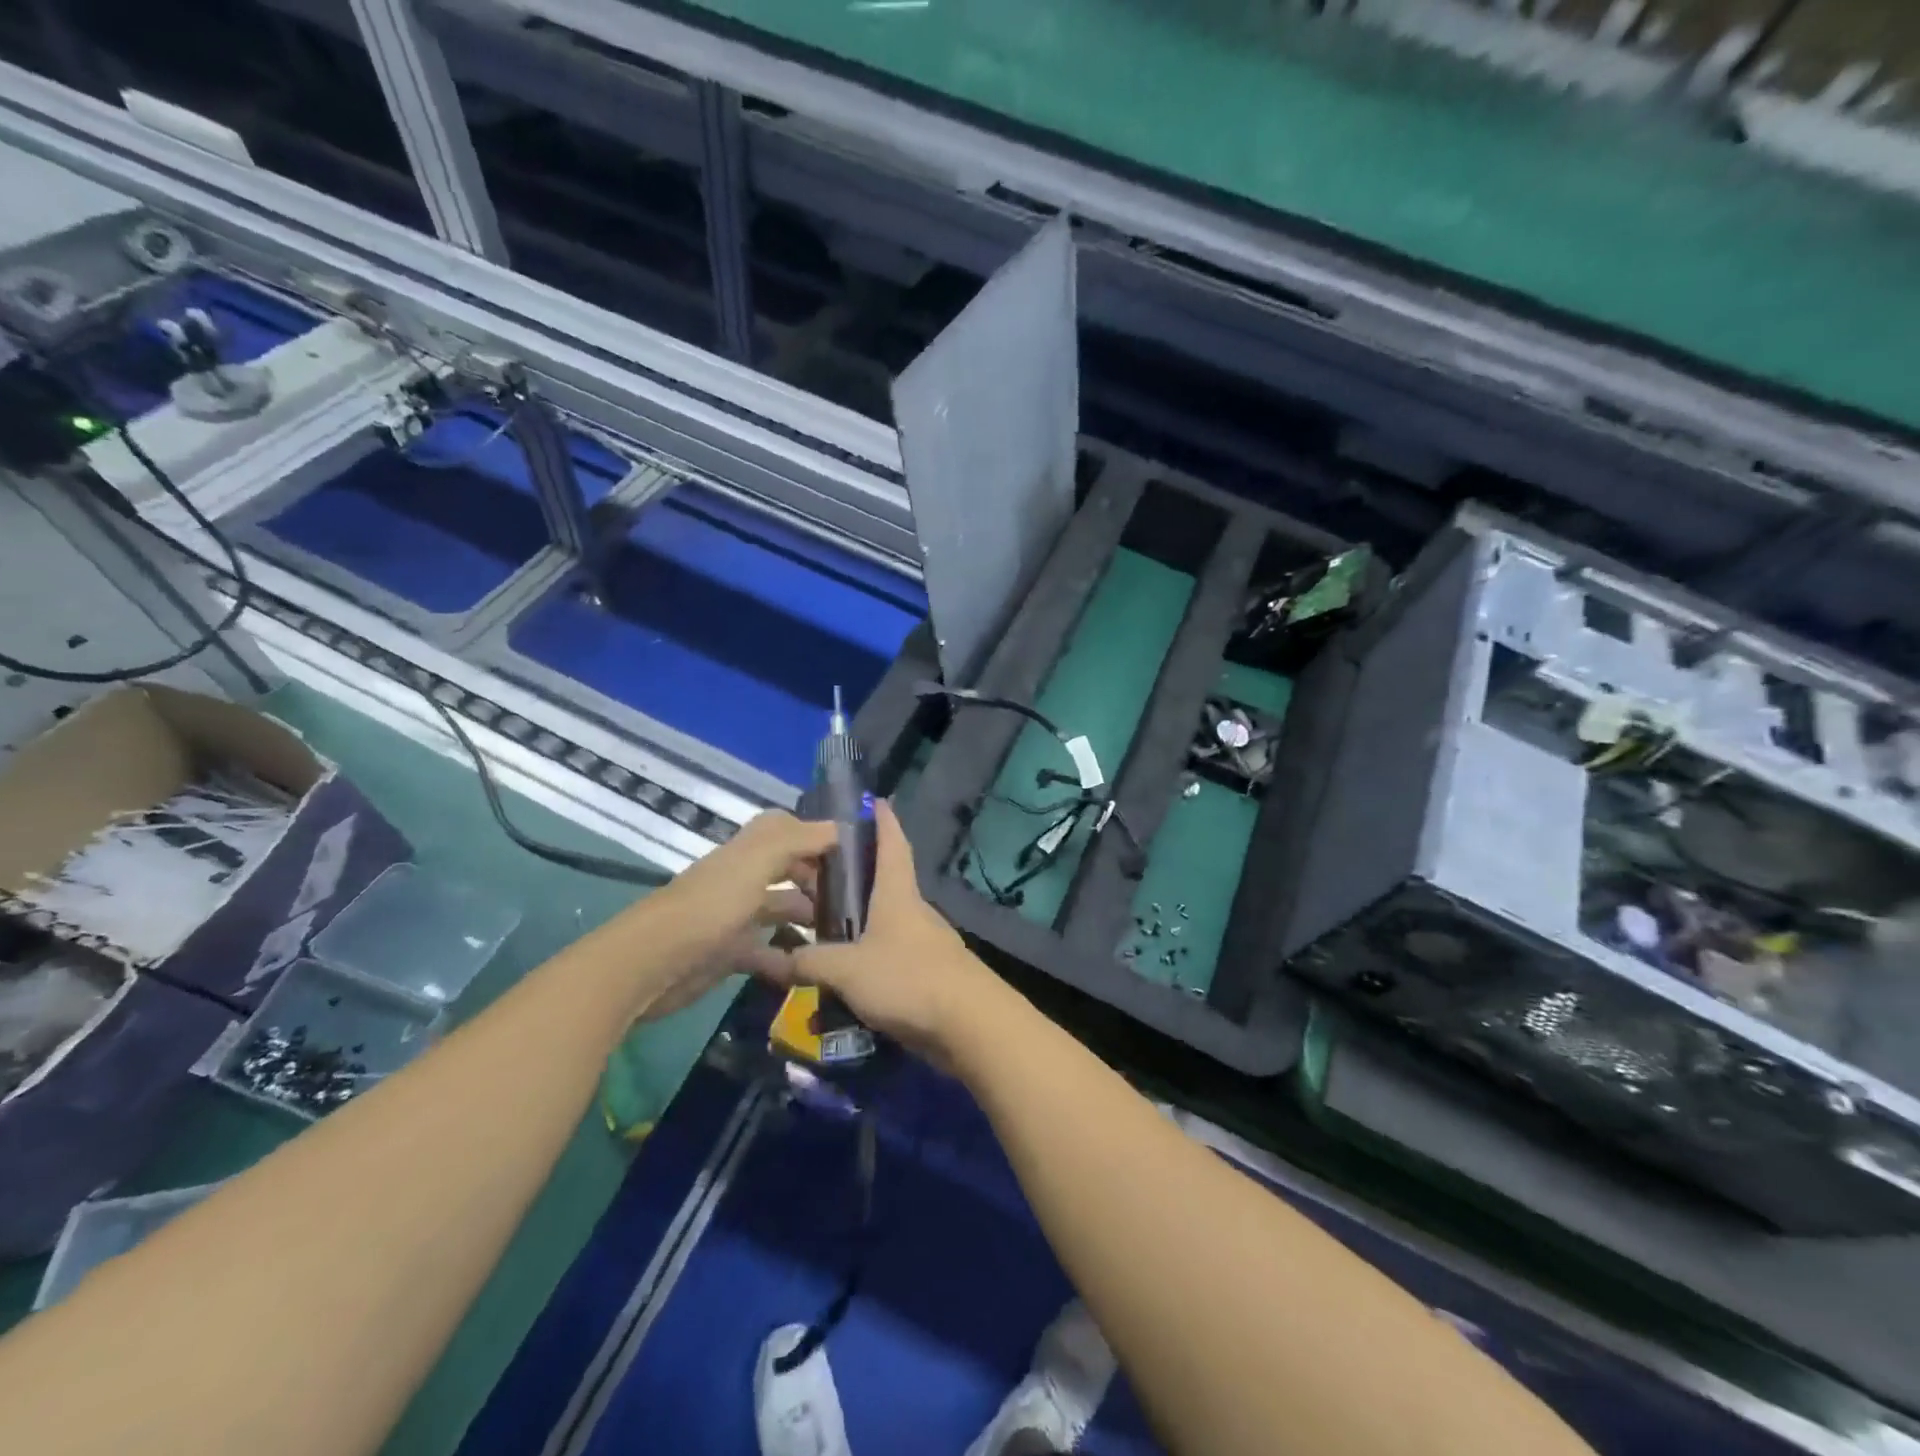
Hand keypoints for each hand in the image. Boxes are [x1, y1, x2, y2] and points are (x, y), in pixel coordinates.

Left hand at [634, 810, 836, 1019]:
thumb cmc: (710, 906)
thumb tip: (840, 828)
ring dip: (809, 918)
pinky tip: (812, 968)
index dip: (817, 835)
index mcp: (749, 851)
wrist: (652, 965)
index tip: (854, 851)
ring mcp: (736, 916)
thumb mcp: (756, 862)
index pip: (787, 829)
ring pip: (781, 909)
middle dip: (819, 879)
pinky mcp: (730, 953)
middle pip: (788, 869)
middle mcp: (743, 878)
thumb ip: (798, 840)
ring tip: (847, 933)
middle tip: (858, 897)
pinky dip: (789, 960)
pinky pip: (767, 952)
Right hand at [748, 801, 989, 1058]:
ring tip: (811, 925)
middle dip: (848, 875)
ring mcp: (920, 942)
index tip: (873, 800)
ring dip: (851, 920)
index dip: (883, 820)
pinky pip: (885, 955)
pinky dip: (861, 955)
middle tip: (807, 872)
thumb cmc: (908, 979)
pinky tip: (837, 973)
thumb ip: (810, 961)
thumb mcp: (848, 969)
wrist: (969, 1025)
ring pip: (879, 921)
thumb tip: (773, 958)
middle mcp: (910, 910)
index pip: (892, 843)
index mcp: (897, 893)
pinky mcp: (924, 974)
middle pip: (879, 882)